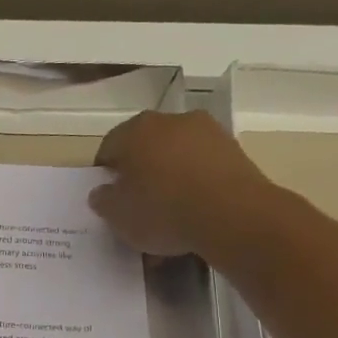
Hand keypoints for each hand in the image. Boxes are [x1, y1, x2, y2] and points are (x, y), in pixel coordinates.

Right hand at [89, 110, 278, 261]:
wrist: (232, 215)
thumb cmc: (163, 210)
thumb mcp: (118, 216)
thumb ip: (103, 200)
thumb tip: (103, 191)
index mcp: (135, 131)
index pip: (108, 148)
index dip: (105, 174)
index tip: (108, 198)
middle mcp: (170, 121)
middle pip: (145, 148)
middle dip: (139, 174)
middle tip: (137, 205)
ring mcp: (207, 132)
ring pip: (176, 157)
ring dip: (169, 179)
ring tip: (169, 216)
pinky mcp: (234, 150)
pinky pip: (203, 168)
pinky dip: (195, 186)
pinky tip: (194, 214)